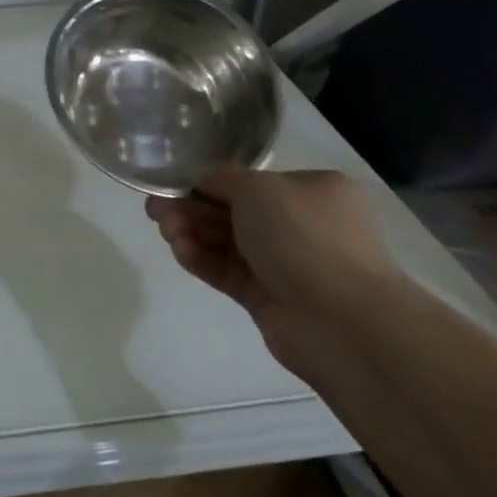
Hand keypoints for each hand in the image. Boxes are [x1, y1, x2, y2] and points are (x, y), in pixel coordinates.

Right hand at [145, 166, 402, 380]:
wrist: (341, 319)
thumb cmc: (305, 237)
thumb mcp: (259, 189)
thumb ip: (223, 178)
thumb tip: (202, 178)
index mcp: (313, 192)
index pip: (253, 183)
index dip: (212, 183)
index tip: (176, 185)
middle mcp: (302, 226)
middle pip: (235, 212)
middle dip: (193, 208)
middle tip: (155, 208)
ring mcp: (286, 264)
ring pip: (228, 243)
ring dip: (193, 232)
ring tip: (164, 230)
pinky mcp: (268, 297)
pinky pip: (228, 272)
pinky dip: (202, 260)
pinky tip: (179, 251)